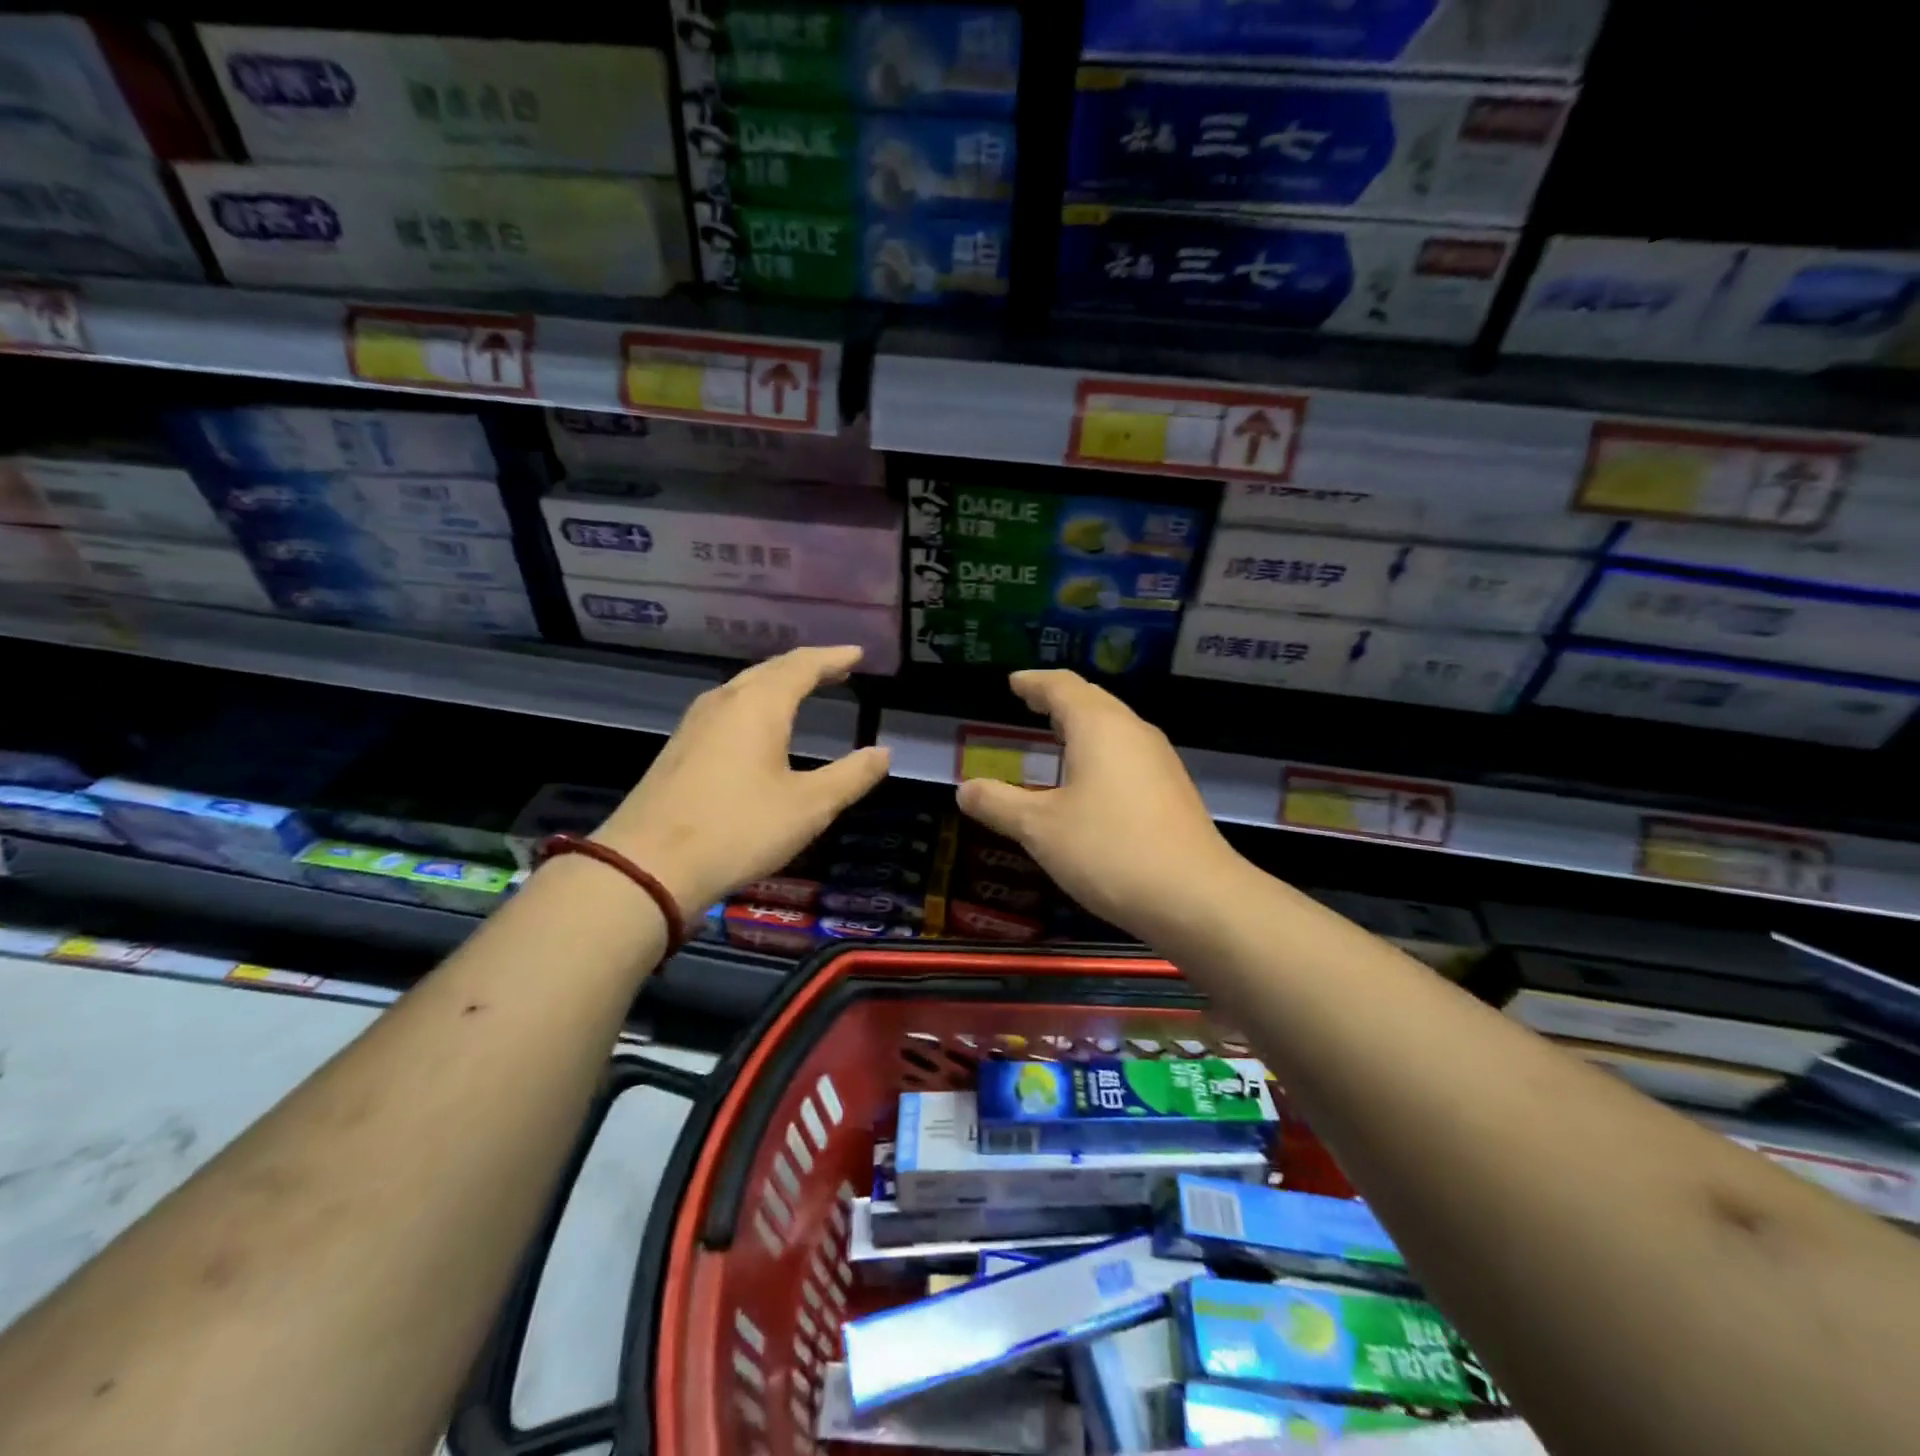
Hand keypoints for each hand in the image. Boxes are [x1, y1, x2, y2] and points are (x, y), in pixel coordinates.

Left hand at [591, 646, 890, 912]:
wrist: (648, 865)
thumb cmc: (739, 829)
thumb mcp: (809, 807)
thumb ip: (851, 776)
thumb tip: (882, 753)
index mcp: (760, 705)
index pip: (802, 666)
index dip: (833, 658)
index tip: (857, 654)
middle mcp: (725, 702)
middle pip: (770, 670)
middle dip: (806, 666)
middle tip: (836, 668)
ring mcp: (695, 724)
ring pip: (743, 687)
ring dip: (776, 683)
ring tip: (801, 689)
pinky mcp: (679, 748)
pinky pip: (726, 708)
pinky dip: (754, 703)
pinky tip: (755, 724)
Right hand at [956, 670, 1247, 944]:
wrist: (1195, 898)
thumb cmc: (1109, 850)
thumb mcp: (1040, 829)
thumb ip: (999, 804)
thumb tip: (964, 789)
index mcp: (1099, 727)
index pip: (1061, 687)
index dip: (1033, 682)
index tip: (1014, 682)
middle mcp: (1133, 732)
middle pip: (1092, 700)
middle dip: (1058, 699)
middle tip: (1030, 701)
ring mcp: (1159, 760)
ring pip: (1114, 727)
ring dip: (1082, 725)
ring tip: (1056, 735)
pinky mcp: (1172, 789)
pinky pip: (1127, 753)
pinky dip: (1100, 751)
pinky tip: (1090, 780)